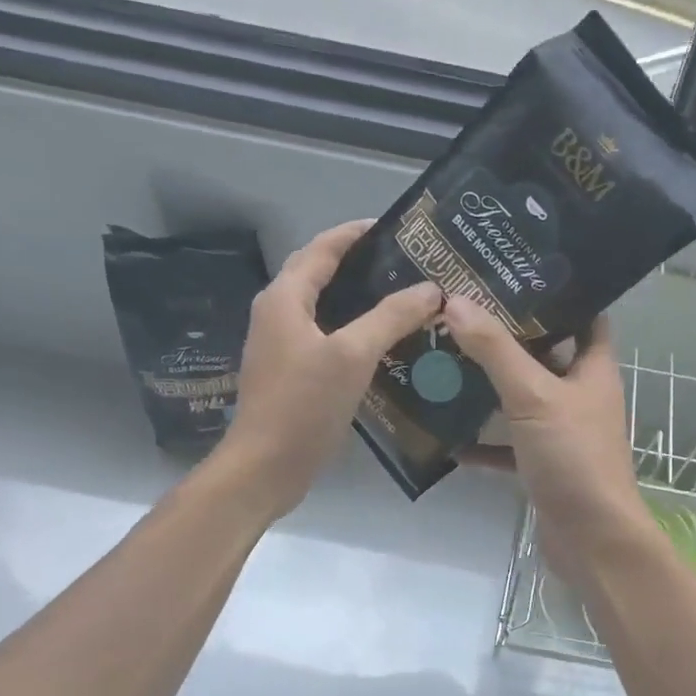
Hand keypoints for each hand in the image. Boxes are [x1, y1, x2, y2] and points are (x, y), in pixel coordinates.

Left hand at [216, 221, 441, 519]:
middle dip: (360, 264)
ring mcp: (282, 345)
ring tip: (404, 297)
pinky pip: (326, 336)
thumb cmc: (304, 404)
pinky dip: (354, 329)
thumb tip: (430, 289)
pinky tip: (384, 342)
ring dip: (359, 298)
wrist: (265, 467)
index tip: (397, 228)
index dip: (356, 233)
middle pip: (320, 274)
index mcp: (285, 298)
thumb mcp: (352, 355)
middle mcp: (278, 314)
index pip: (322, 248)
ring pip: (324, 308)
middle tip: (407, 264)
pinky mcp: (291, 372)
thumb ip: (391, 317)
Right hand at [441, 296, 660, 581]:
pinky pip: (508, 445)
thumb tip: (456, 302)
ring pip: (523, 399)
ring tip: (446, 359)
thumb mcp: (533, 396)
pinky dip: (483, 440)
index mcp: (593, 369)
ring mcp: (562, 432)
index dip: (558, 293)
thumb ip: (495, 351)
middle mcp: (581, 395)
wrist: (592, 541)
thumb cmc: (574, 458)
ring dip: (490, 386)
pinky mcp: (543, 465)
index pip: (586, 315)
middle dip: (508, 336)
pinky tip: (447, 434)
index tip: (514, 273)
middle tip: (463, 312)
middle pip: (546, 354)